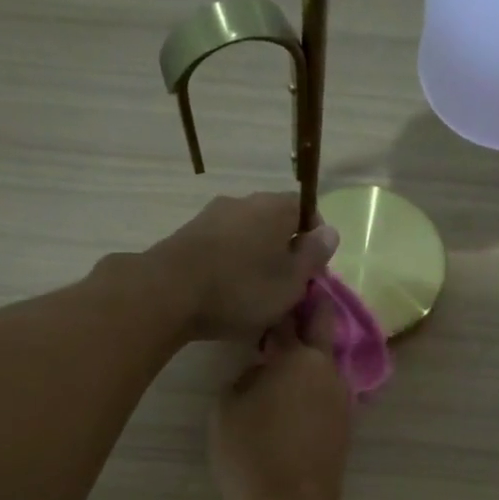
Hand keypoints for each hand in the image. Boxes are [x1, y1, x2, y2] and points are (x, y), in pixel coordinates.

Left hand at [148, 193, 338, 341]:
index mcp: (274, 206)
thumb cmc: (242, 288)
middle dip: (284, 253)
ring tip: (256, 298)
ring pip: (246, 238)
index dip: (314, 240)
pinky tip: (227, 295)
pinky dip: (230, 268)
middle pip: (274, 224)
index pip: (305, 209)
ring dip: (255, 262)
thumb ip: (313, 255)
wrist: (169, 292)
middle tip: (287, 289)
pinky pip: (221, 250)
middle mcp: (242, 202)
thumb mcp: (291, 280)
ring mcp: (211, 217)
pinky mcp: (187, 237)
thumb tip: (330, 232)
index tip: (313, 271)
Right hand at [210, 303, 351, 499]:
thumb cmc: (252, 453)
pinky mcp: (344, 423)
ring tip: (280, 356)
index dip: (278, 303)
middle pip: (323, 326)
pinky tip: (290, 393)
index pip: (289, 316)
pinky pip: (326, 388)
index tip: (269, 291)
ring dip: (308, 353)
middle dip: (309, 311)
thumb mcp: (227, 408)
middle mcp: (328, 369)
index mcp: (299, 358)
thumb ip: (245, 377)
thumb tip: (261, 371)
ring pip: (326, 360)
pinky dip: (312, 382)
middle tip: (286, 307)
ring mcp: (341, 397)